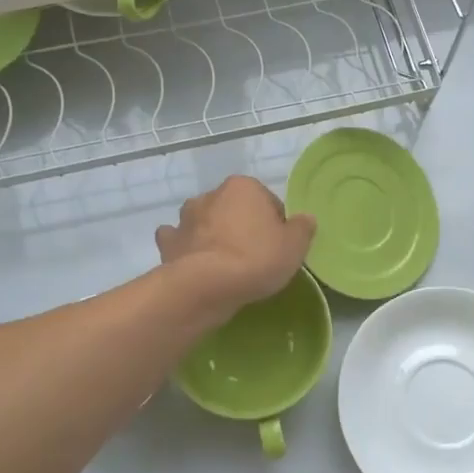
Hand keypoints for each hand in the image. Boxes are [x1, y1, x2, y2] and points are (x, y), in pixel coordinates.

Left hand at [156, 176, 315, 318]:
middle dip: (242, 226)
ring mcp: (185, 217)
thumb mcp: (294, 246)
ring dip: (212, 233)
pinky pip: (180, 239)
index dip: (275, 225)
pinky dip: (186, 247)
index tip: (278, 247)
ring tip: (223, 262)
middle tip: (254, 256)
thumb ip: (303, 228)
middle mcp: (212, 194)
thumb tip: (305, 218)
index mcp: (244, 186)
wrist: (206, 285)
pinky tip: (194, 262)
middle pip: (234, 209)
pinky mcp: (168, 241)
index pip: (268, 202)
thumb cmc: (255, 259)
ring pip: (205, 221)